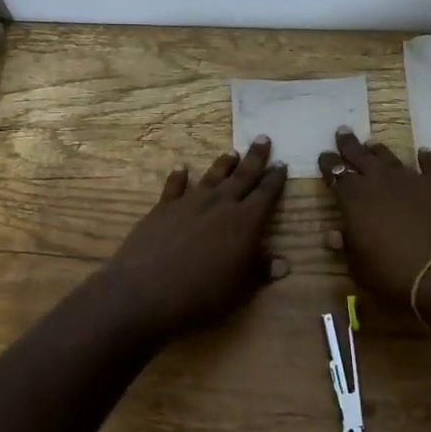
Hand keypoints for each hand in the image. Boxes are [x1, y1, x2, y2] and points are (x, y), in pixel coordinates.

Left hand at [101, 137, 289, 335]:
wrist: (146, 290)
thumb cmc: (201, 293)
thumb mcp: (239, 288)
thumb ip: (260, 271)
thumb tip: (284, 264)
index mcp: (245, 222)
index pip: (265, 194)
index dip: (275, 179)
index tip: (282, 163)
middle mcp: (220, 205)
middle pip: (242, 176)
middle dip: (255, 158)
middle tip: (262, 138)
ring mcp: (189, 203)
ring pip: (211, 177)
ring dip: (223, 164)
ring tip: (232, 152)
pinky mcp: (163, 209)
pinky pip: (174, 187)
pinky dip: (179, 176)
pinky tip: (181, 168)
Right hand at [319, 129, 430, 311]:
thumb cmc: (395, 275)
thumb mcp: (360, 268)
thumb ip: (347, 247)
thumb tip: (333, 235)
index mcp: (354, 200)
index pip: (336, 174)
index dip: (328, 164)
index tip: (323, 155)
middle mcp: (381, 182)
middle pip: (361, 157)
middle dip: (349, 145)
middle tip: (342, 132)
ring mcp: (412, 181)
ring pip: (391, 158)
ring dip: (380, 151)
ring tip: (373, 144)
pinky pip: (430, 166)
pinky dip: (425, 158)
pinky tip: (423, 152)